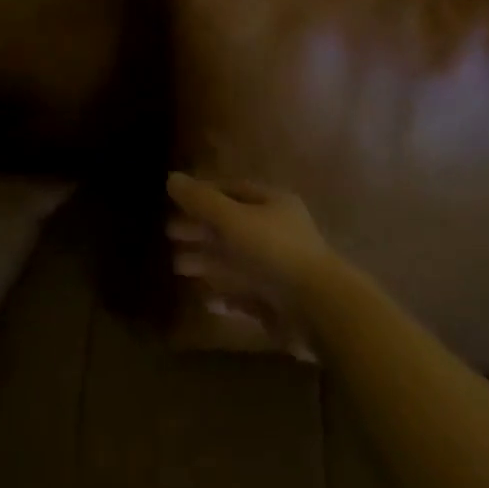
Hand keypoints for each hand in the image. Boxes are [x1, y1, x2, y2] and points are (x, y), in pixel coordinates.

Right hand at [165, 173, 336, 357]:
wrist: (319, 308)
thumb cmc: (274, 251)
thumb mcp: (232, 219)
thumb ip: (201, 200)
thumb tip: (171, 178)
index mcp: (273, 204)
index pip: (233, 190)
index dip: (203, 193)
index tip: (174, 201)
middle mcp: (277, 232)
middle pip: (232, 226)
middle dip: (200, 229)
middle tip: (169, 234)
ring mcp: (279, 268)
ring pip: (236, 261)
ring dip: (207, 262)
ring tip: (177, 267)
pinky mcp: (279, 302)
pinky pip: (246, 294)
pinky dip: (225, 294)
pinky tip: (206, 300)